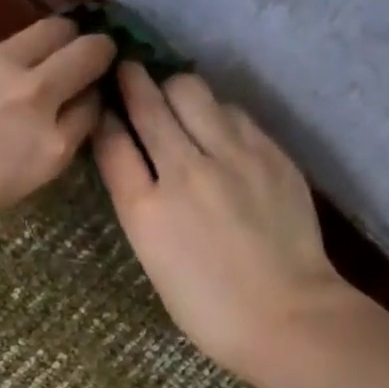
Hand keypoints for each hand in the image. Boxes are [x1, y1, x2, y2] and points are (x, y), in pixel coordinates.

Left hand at [0, 17, 115, 246]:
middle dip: (96, 51)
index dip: (91, 103)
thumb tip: (31, 133)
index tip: (85, 100)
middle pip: (86, 56)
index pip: (91, 113)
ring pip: (48, 32)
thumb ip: (29, 157)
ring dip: (54, 38)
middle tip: (90, 52)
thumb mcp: (0, 195)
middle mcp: (36, 97)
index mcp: (48, 150)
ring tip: (41, 47)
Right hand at [94, 63, 364, 387]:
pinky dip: (216, 111)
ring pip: (192, 91)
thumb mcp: (156, 263)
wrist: (286, 315)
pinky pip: (234, 112)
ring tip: (175, 96)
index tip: (103, 106)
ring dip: (175, 89)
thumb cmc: (209, 311)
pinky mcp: (269, 152)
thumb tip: (143, 171)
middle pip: (149, 104)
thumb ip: (144, 210)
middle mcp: (183, 171)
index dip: (104, 119)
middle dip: (133, 83)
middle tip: (129, 71)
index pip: (112, 144)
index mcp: (145, 211)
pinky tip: (218, 125)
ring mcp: (231, 156)